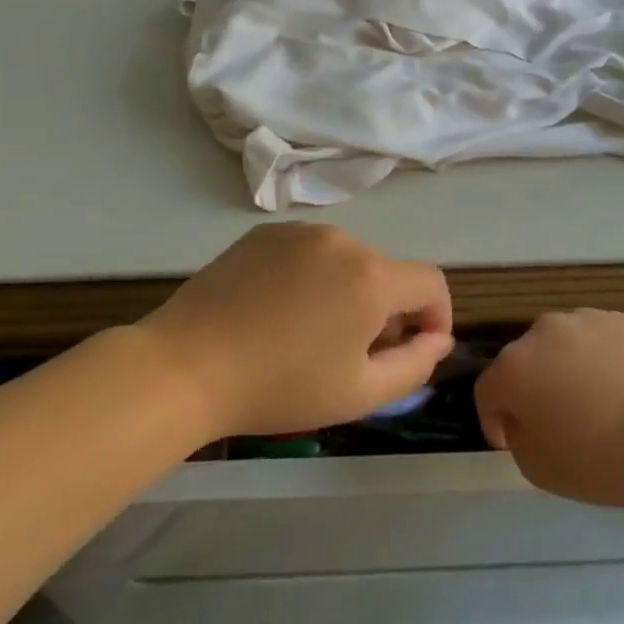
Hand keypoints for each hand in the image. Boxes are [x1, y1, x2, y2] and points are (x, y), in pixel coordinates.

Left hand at [140, 223, 453, 439]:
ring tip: (311, 334)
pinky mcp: (262, 233)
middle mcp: (341, 239)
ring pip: (346, 261)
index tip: (414, 350)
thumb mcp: (360, 393)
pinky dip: (311, 277)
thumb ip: (415, 365)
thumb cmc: (280, 387)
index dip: (435, 317)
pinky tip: (279, 312)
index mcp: (371, 275)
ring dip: (347, 292)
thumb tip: (437, 339)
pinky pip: (308, 252)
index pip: (431, 283)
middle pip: (386, 272)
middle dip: (386, 311)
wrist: (186, 365)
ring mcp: (298, 231)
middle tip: (355, 355)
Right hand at [474, 310, 623, 508]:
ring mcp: (584, 319)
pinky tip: (623, 393)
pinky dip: (598, 363)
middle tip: (555, 427)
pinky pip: (594, 343)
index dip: (493, 422)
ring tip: (594, 408)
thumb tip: (524, 418)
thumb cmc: (610, 459)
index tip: (510, 444)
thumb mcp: (543, 471)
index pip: (487, 393)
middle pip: (522, 364)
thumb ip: (518, 439)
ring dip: (563, 373)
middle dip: (530, 392)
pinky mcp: (621, 319)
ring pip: (558, 349)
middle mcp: (541, 332)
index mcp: (514, 367)